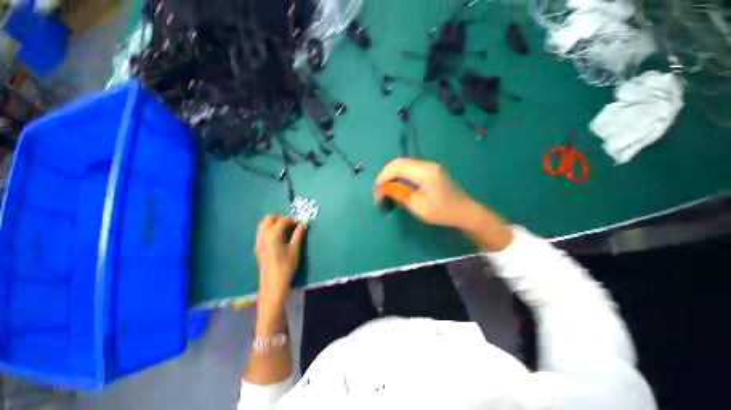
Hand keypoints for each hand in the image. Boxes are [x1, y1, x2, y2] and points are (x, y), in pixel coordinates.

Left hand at [254, 216, 306, 315]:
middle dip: (280, 218)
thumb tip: (303, 224)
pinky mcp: (257, 247)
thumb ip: (298, 234)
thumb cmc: (286, 266)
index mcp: (273, 235)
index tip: (300, 223)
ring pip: (263, 224)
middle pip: (268, 218)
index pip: (282, 220)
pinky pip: (262, 232)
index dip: (292, 219)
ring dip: (274, 223)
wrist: (273, 283)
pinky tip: (279, 237)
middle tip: (291, 224)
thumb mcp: (295, 249)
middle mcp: (263, 236)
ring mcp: (258, 241)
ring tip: (286, 229)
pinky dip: (270, 229)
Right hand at [375, 158, 475, 228]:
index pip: (397, 167)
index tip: (377, 192)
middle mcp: (427, 164)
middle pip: (399, 162)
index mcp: (425, 173)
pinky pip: (409, 167)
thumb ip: (400, 194)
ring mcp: (429, 165)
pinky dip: (399, 174)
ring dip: (391, 174)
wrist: (465, 211)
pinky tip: (396, 184)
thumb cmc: (443, 212)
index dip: (383, 177)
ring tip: (385, 188)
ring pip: (403, 163)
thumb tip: (384, 188)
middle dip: (385, 175)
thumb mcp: (418, 207)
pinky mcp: (430, 169)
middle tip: (379, 191)